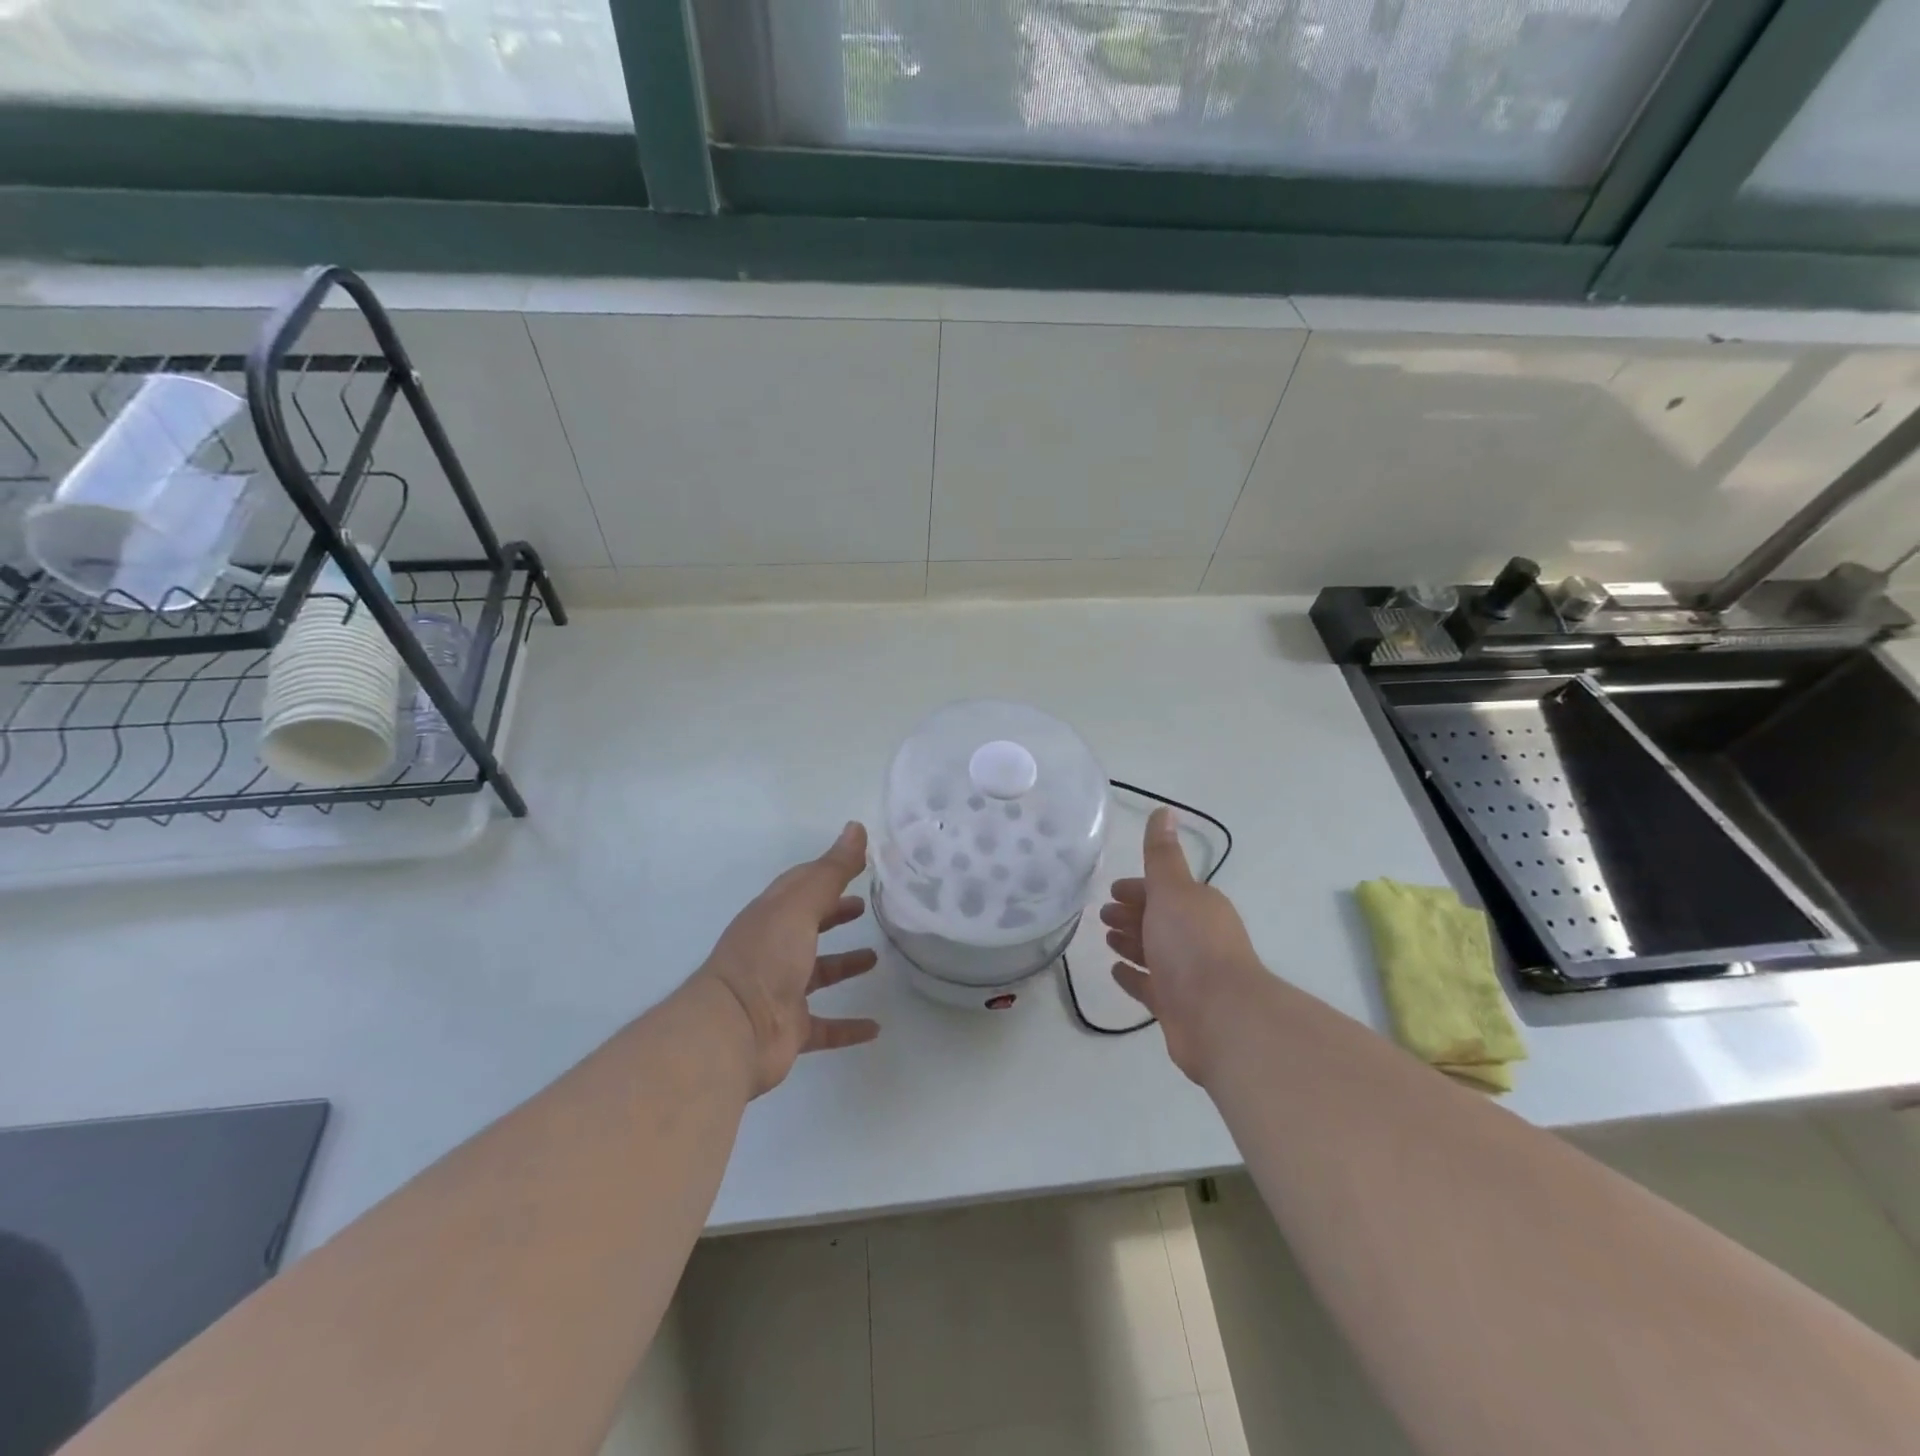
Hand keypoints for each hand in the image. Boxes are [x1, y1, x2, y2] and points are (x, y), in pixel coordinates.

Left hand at [692, 822, 880, 1097]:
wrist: (733, 1031)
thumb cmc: (766, 957)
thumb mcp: (800, 905)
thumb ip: (831, 870)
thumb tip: (856, 827)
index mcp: (772, 916)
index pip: (801, 886)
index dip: (827, 873)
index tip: (859, 864)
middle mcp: (774, 949)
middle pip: (808, 926)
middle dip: (834, 914)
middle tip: (865, 907)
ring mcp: (781, 990)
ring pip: (818, 973)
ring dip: (844, 965)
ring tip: (875, 958)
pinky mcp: (790, 1028)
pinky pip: (825, 1026)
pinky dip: (848, 1027)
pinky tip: (875, 1028)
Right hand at [1101, 807, 1265, 1084]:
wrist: (1220, 1018)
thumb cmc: (1192, 945)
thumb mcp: (1172, 890)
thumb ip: (1162, 855)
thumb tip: (1164, 810)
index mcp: (1198, 907)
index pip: (1163, 890)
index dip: (1138, 888)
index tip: (1112, 890)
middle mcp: (1196, 938)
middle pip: (1159, 920)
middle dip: (1132, 913)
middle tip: (1102, 914)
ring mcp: (1188, 975)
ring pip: (1154, 952)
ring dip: (1131, 943)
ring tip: (1106, 939)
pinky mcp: (1177, 1007)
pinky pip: (1149, 986)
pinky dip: (1133, 976)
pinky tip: (1115, 971)